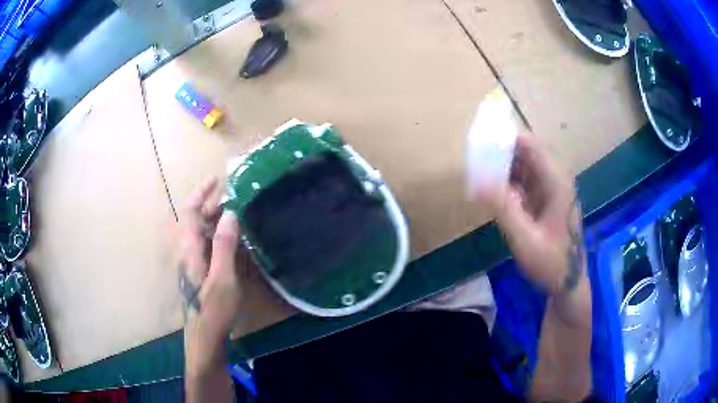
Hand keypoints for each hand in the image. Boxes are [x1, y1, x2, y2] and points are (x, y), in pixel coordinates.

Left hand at [179, 177, 247, 375]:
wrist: (204, 336)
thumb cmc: (213, 309)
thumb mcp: (223, 278)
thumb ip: (224, 245)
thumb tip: (230, 214)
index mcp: (189, 248)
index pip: (190, 211)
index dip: (202, 193)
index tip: (217, 179)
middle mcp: (187, 251)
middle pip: (196, 220)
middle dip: (213, 206)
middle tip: (236, 199)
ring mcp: (191, 262)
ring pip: (201, 233)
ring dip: (217, 222)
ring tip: (238, 217)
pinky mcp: (198, 272)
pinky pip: (206, 246)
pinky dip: (219, 238)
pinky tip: (235, 244)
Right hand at [477, 135, 583, 295]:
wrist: (568, 282)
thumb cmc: (551, 262)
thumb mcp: (526, 239)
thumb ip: (504, 208)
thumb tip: (478, 180)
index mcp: (556, 181)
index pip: (530, 144)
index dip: (505, 140)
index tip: (480, 145)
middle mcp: (555, 178)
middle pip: (525, 152)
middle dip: (500, 153)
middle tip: (474, 161)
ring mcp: (551, 188)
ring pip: (523, 166)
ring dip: (502, 168)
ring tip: (478, 174)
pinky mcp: (545, 198)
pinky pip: (524, 181)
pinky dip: (508, 182)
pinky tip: (493, 191)